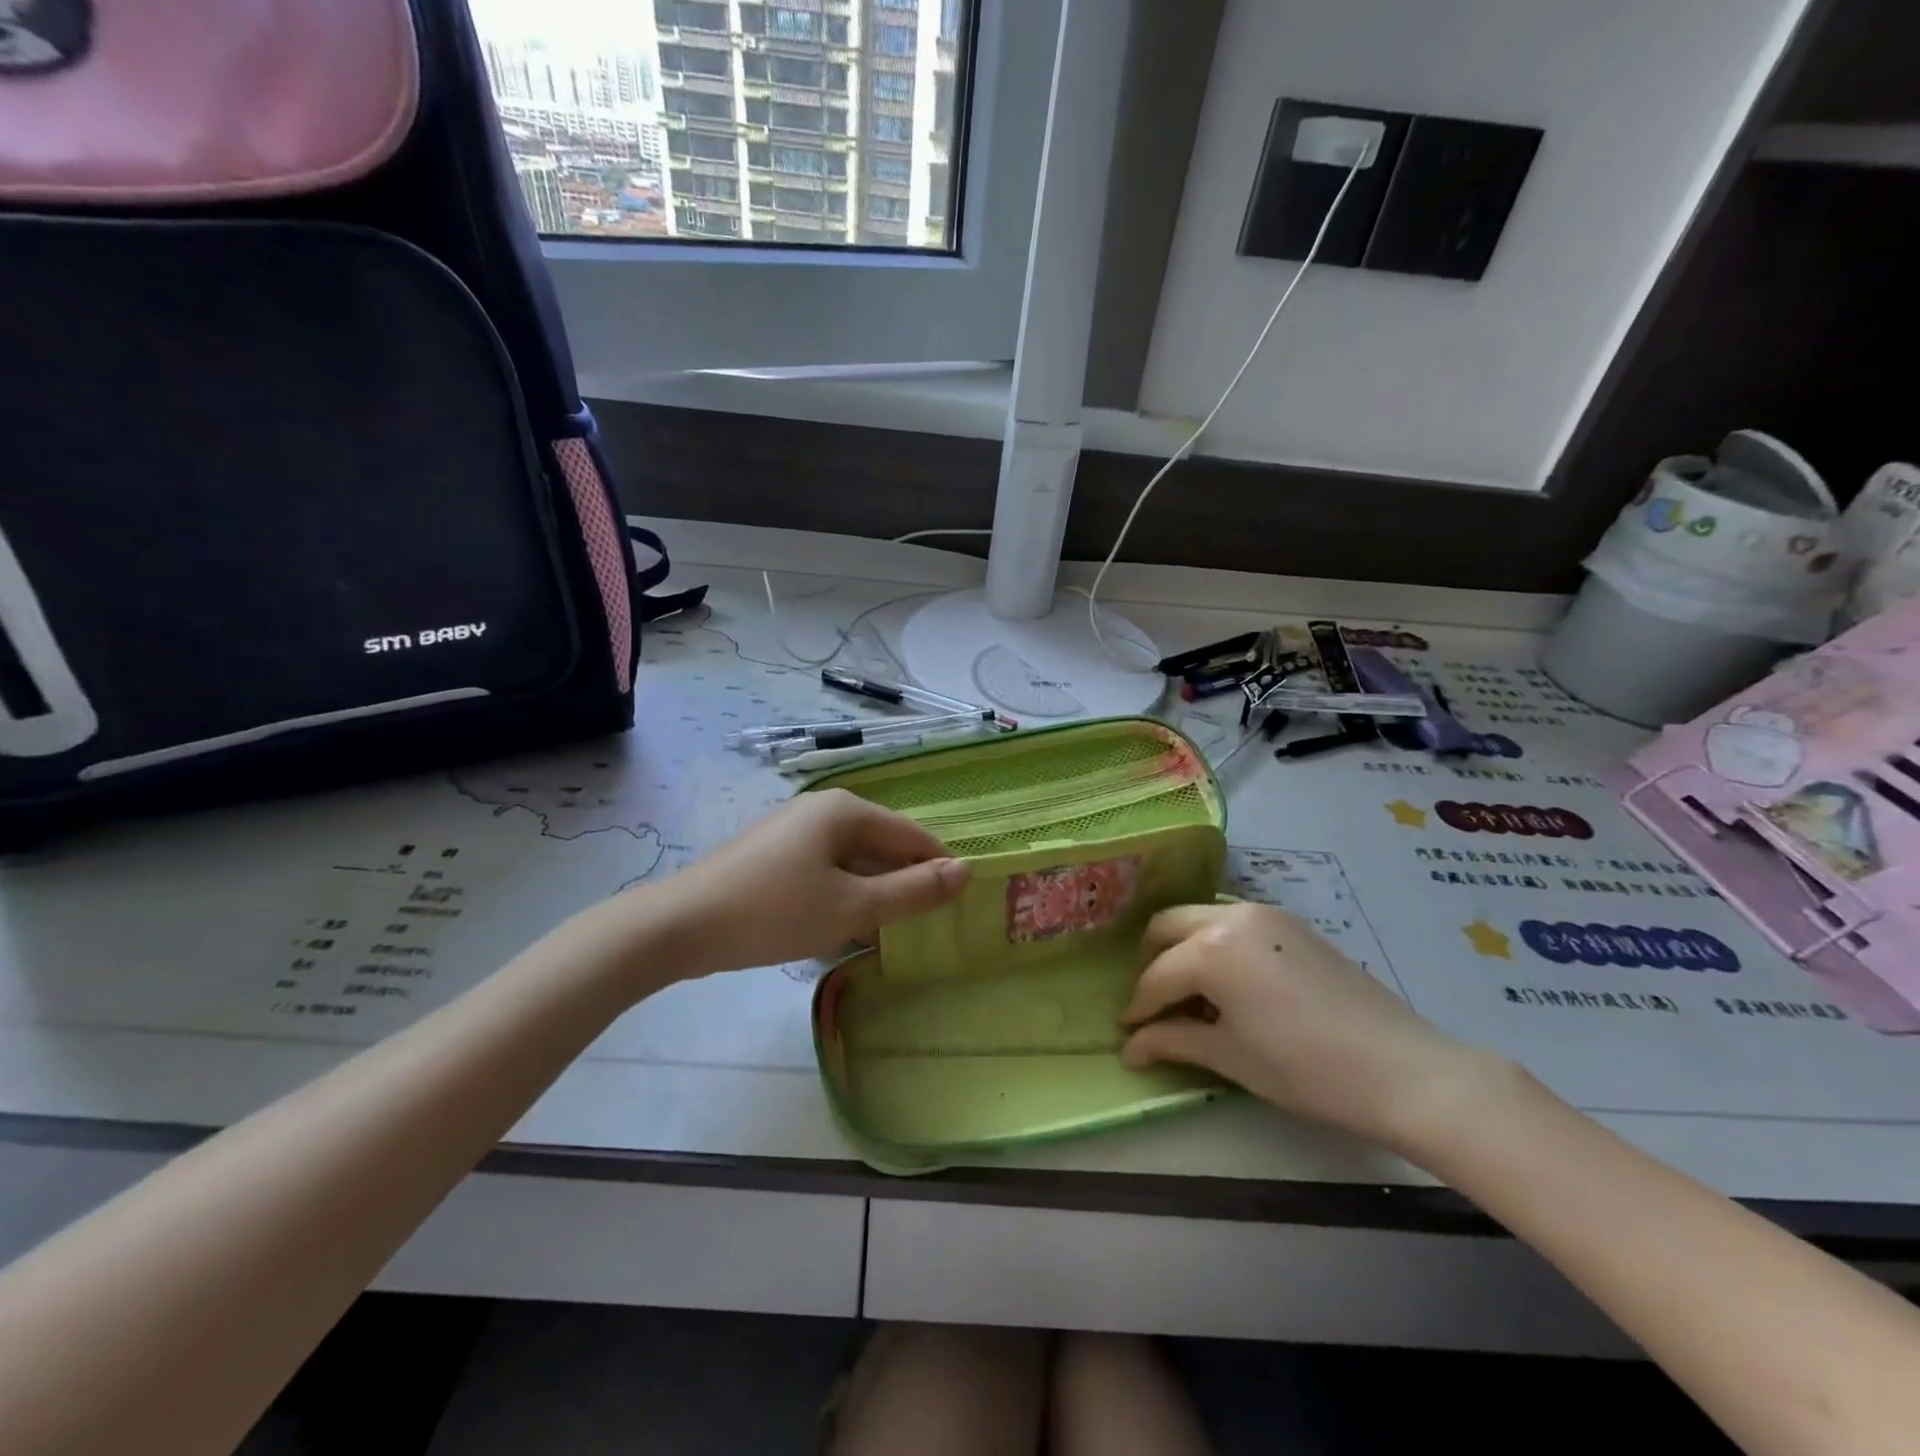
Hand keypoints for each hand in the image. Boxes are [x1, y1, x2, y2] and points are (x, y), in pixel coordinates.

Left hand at [646, 789, 969, 977]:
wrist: (681, 926)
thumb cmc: (774, 912)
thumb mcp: (852, 907)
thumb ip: (912, 891)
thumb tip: (965, 871)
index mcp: (846, 810)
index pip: (912, 835)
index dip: (937, 868)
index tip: (957, 906)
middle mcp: (822, 809)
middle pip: (882, 844)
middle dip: (903, 883)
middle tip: (922, 926)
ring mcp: (794, 829)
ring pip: (853, 860)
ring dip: (872, 893)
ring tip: (886, 932)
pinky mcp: (774, 853)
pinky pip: (825, 868)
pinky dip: (842, 894)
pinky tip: (841, 928)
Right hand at [1121, 903, 1501, 1149]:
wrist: (1402, 1069)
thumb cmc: (1305, 1069)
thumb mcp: (1230, 1056)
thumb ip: (1172, 1041)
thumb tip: (1129, 1048)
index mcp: (1211, 949)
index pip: (1156, 976)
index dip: (1138, 1007)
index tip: (1129, 1033)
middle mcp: (1231, 917)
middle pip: (1168, 926)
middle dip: (1152, 962)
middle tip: (1154, 1005)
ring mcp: (1265, 914)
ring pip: (1201, 919)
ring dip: (1184, 949)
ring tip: (1193, 995)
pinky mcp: (1292, 922)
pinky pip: (1234, 923)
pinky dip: (1217, 945)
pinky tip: (1231, 985)